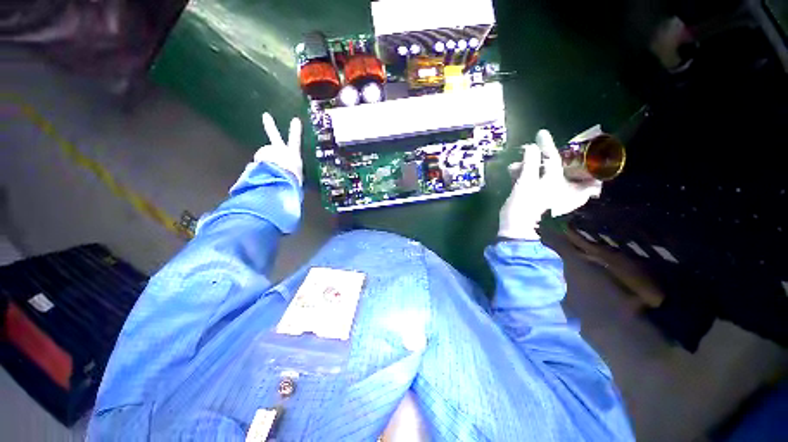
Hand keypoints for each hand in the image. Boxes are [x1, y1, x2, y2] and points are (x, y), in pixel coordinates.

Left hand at [251, 112, 303, 184]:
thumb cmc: (294, 182)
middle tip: (265, 116)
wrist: (283, 182)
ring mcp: (269, 154)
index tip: (296, 120)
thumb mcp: (297, 180)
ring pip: (263, 157)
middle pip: (275, 137)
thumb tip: (287, 181)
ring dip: (264, 164)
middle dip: (270, 126)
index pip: (295, 141)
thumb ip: (291, 176)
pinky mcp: (259, 159)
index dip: (295, 130)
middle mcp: (281, 151)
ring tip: (269, 175)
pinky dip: (257, 169)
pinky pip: (256, 164)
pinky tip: (261, 176)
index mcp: (294, 157)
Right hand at [498, 130, 601, 240]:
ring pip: (539, 172)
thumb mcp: (526, 182)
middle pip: (551, 165)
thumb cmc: (524, 205)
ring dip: (527, 167)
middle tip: (527, 151)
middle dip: (537, 158)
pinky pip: (533, 179)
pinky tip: (513, 172)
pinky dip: (523, 174)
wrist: (516, 226)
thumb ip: (530, 163)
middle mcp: (557, 185)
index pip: (555, 158)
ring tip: (513, 167)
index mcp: (558, 181)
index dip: (547, 145)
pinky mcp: (536, 195)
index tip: (540, 133)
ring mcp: (547, 191)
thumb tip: (531, 147)